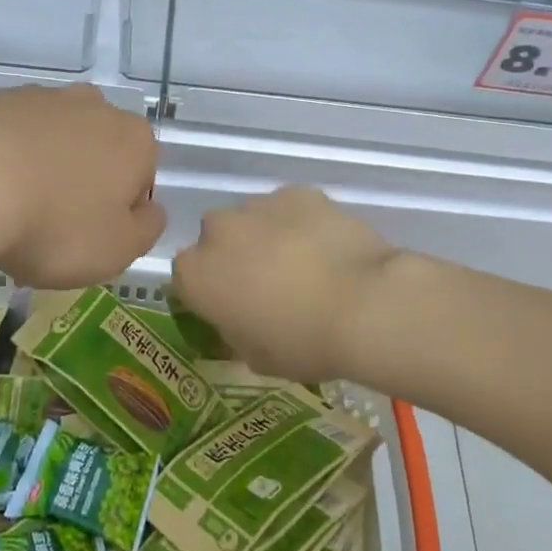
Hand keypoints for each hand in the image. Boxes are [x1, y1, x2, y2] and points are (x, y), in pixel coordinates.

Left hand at [0, 84, 164, 288]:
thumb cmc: (54, 224)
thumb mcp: (117, 250)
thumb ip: (146, 230)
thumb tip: (149, 211)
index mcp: (133, 139)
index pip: (141, 177)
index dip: (118, 212)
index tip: (89, 237)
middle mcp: (93, 106)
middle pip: (96, 150)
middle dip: (81, 181)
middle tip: (50, 224)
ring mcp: (37, 96)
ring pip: (48, 138)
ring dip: (39, 166)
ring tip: (7, 210)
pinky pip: (2, 134)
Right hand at [172, 186, 396, 385]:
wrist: (365, 304)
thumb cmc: (303, 343)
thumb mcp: (257, 358)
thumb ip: (235, 332)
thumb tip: (239, 320)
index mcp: (197, 274)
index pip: (186, 276)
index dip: (208, 291)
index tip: (232, 308)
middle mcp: (219, 231)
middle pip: (217, 239)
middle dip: (235, 256)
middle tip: (267, 284)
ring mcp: (259, 205)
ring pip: (253, 219)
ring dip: (267, 236)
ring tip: (304, 265)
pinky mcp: (299, 192)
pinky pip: (289, 207)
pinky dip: (300, 222)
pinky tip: (327, 246)